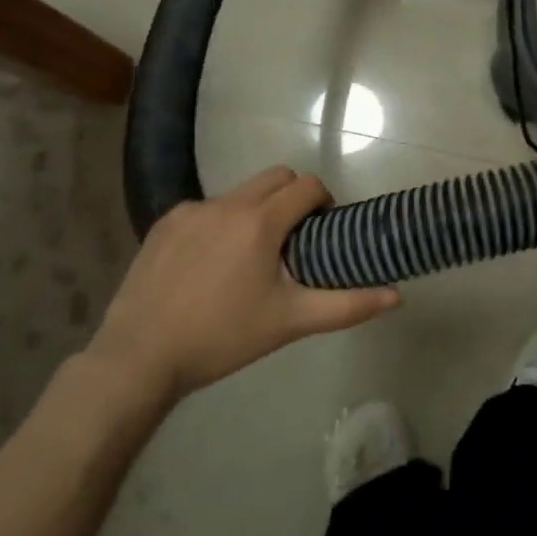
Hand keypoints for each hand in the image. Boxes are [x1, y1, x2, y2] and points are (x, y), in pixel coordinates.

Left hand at [84, 167, 399, 412]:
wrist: (139, 358)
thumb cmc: (223, 338)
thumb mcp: (290, 322)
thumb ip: (347, 305)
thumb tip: (397, 296)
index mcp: (260, 221)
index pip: (307, 186)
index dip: (324, 201)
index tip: (323, 230)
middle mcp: (227, 204)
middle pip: (276, 177)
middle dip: (293, 197)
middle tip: (293, 240)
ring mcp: (191, 210)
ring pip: (240, 193)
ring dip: (256, 211)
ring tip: (248, 258)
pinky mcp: (164, 223)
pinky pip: (206, 209)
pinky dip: (219, 224)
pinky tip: (208, 265)